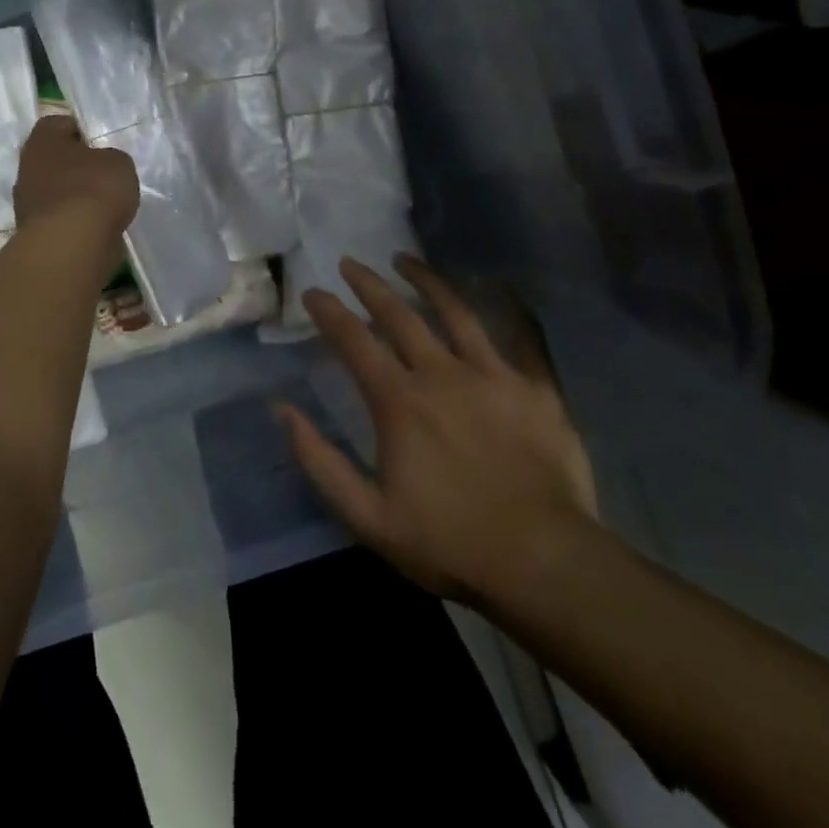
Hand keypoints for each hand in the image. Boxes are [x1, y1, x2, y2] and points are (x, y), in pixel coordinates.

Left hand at [13, 115, 138, 236]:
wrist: (71, 245)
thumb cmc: (94, 189)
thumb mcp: (118, 162)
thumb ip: (110, 158)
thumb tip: (102, 166)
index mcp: (42, 139)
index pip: (60, 124)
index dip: (82, 131)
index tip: (102, 144)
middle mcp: (27, 167)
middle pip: (55, 160)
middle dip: (77, 166)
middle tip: (104, 174)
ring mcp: (26, 202)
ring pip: (55, 191)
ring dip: (74, 196)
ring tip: (104, 205)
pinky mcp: (33, 232)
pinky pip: (58, 218)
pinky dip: (74, 222)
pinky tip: (95, 228)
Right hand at [278, 255, 598, 608]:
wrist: (546, 566)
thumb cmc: (449, 542)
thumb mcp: (366, 515)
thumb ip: (319, 460)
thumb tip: (282, 409)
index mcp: (398, 400)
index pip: (353, 340)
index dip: (328, 311)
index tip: (312, 292)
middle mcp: (441, 374)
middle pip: (398, 314)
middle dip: (368, 284)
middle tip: (350, 263)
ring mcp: (493, 377)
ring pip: (455, 312)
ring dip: (426, 281)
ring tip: (405, 260)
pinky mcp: (537, 391)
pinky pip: (521, 338)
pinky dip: (508, 310)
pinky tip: (498, 290)